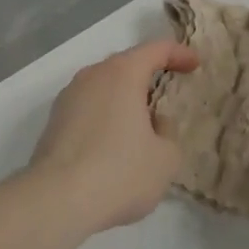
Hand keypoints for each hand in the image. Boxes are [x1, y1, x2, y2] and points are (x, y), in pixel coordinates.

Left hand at [28, 40, 199, 232]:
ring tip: (143, 125)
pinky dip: (106, 116)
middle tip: (168, 95)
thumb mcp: (165, 159)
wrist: (56, 198)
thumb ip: (167, 133)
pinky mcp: (54, 121)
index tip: (194, 64)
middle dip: (148, 77)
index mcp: (122, 74)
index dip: (178, 54)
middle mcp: (92, 76)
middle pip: (125, 66)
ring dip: (124, 99)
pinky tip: (115, 144)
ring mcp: (68, 97)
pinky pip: (88, 108)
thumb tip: (154, 123)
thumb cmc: (119, 172)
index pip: (155, 50)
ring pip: (104, 88)